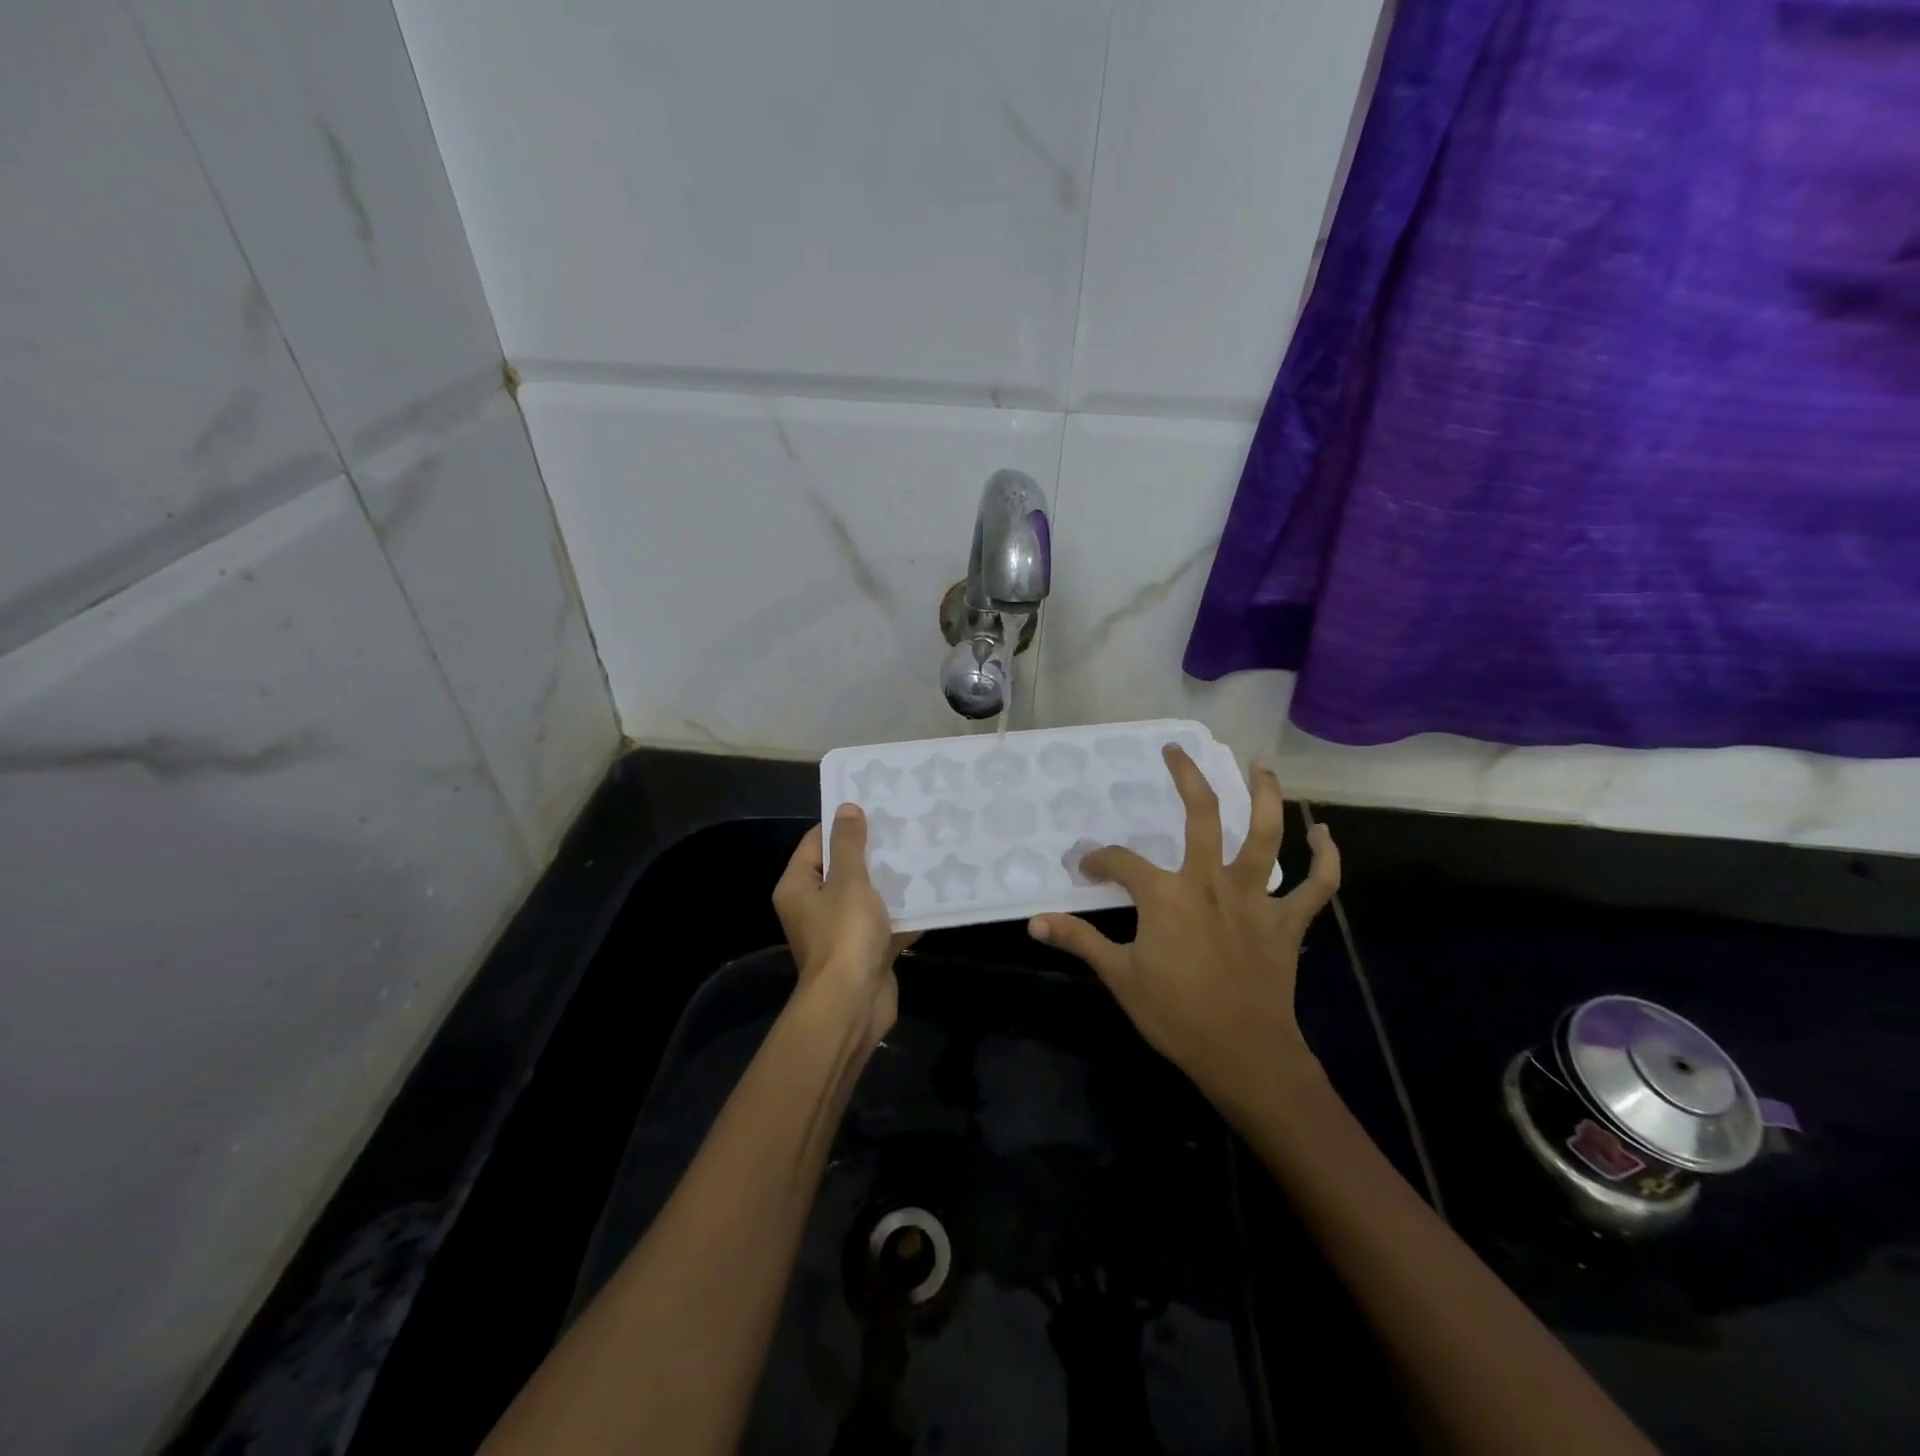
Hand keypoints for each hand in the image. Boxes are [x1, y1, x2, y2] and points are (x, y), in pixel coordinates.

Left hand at [772, 804, 914, 1047]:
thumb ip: (849, 844)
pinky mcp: (864, 951)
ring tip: (920, 853)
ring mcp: (839, 931)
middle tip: (904, 827)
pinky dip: (902, 912)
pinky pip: (883, 922)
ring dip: (890, 881)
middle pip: (843, 869)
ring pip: (866, 896)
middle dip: (873, 851)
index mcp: (798, 886)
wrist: (853, 1004)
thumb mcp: (848, 880)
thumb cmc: (844, 935)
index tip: (874, 807)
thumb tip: (846, 808)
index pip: (817, 842)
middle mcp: (813, 907)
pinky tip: (930, 894)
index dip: (843, 824)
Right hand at [1028, 746, 1339, 1099]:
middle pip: (1202, 815)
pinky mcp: (1287, 921)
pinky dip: (1326, 858)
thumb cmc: (1176, 1015)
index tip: (1087, 869)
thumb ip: (1078, 940)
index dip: (1099, 861)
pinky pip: (1317, 885)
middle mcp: (1211, 881)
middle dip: (1187, 778)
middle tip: (1177, 751)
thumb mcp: (1119, 976)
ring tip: (1261, 764)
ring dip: (1266, 795)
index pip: (1122, 862)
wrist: (1243, 1055)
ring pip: (1265, 834)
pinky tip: (1325, 834)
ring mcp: (1255, 898)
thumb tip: (1033, 922)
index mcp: (1166, 894)